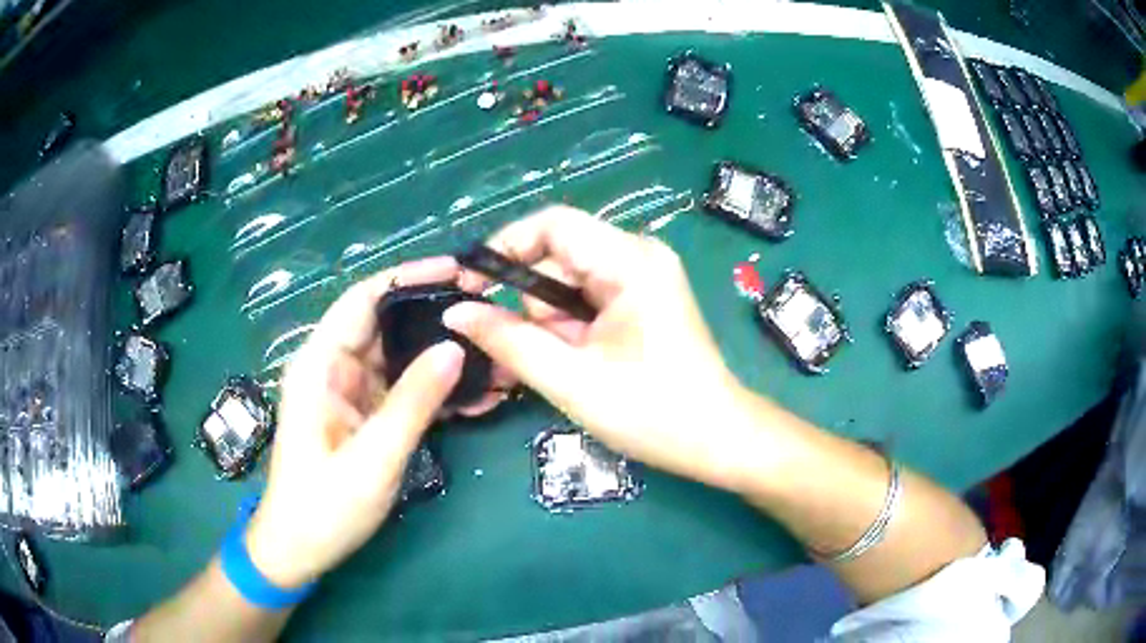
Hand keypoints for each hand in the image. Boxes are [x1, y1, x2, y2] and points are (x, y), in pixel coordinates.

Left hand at [244, 258, 467, 589]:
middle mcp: (334, 368)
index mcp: (320, 364)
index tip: (459, 271)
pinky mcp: (365, 416)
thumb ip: (413, 402)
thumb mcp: (373, 458)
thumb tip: (455, 346)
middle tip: (489, 309)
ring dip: (442, 354)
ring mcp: (351, 393)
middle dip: (435, 313)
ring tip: (494, 352)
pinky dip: (436, 389)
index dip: (409, 277)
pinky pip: (404, 390)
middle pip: (387, 323)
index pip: (364, 299)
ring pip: (401, 356)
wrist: (300, 549)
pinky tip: (476, 393)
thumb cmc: (324, 506)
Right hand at [446, 206, 750, 489]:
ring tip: (559, 367)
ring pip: (568, 282)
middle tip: (525, 352)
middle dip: (531, 303)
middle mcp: (639, 255)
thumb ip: (508, 340)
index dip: (505, 246)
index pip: (552, 224)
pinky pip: (587, 299)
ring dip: (550, 323)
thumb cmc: (652, 412)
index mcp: (629, 260)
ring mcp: (644, 277)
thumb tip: (455, 312)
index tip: (471, 285)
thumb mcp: (570, 378)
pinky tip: (574, 362)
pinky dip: (569, 328)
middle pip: (558, 257)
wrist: (716, 439)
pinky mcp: (643, 299)